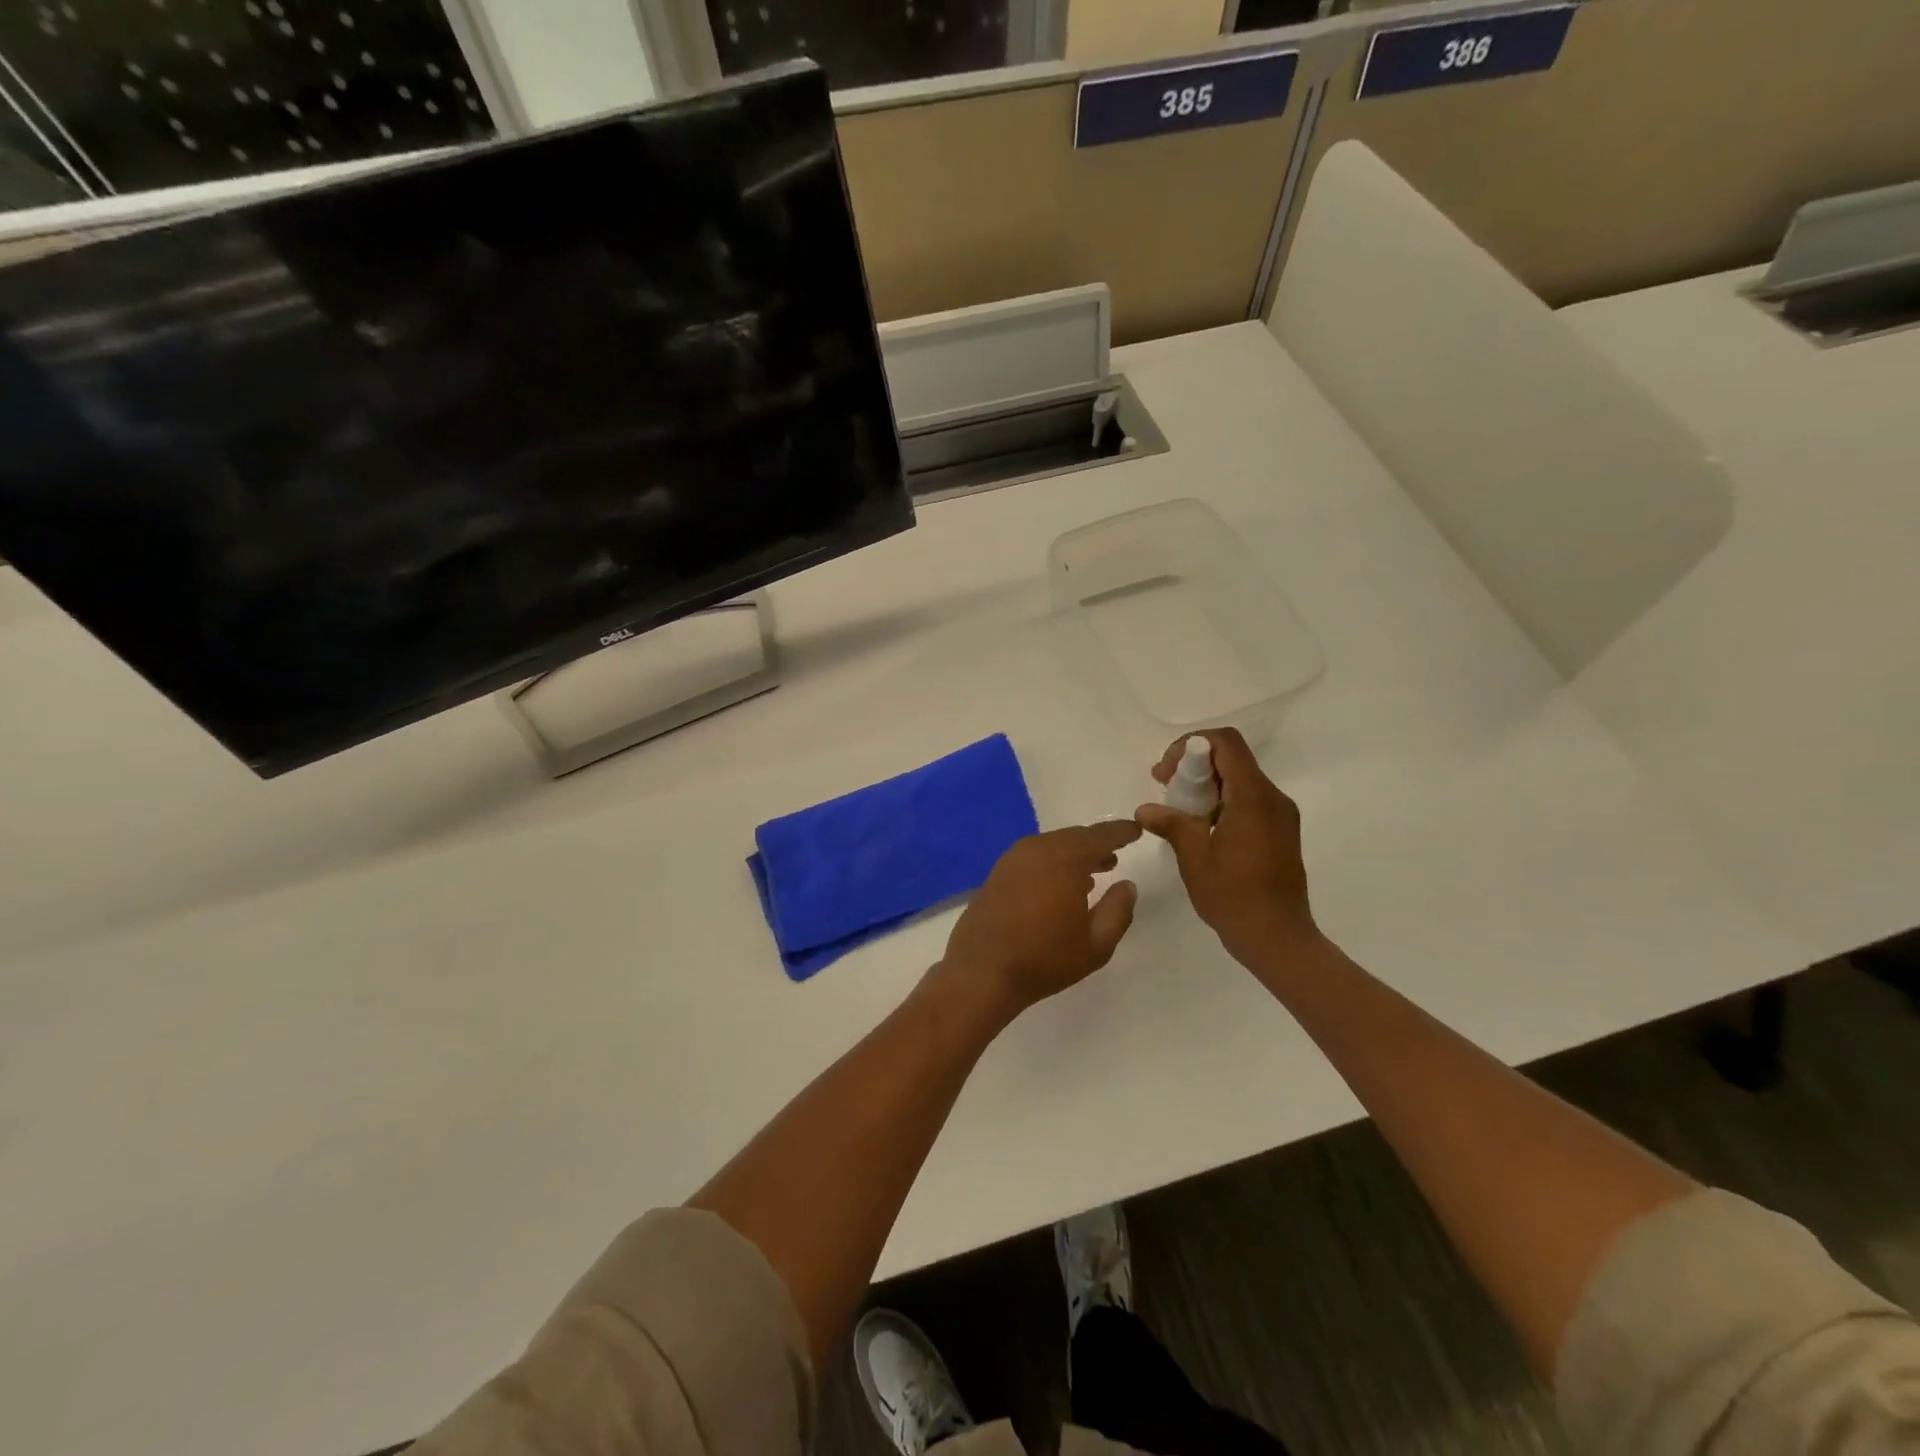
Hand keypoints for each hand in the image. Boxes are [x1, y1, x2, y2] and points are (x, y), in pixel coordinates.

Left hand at [939, 822, 1142, 1015]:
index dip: (1121, 832)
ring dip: (1074, 854)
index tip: (1136, 830)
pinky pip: (1034, 856)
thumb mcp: (1096, 944)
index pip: (1101, 836)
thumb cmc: (1044, 959)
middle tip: (1115, 855)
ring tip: (1093, 872)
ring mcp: (1013, 858)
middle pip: (1075, 837)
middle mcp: (1039, 849)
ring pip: (1053, 845)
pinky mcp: (998, 872)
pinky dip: (1052, 862)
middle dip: (1097, 844)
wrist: (981, 970)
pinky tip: (1059, 884)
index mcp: (1066, 859)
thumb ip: (1118, 911)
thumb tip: (1127, 885)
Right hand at [1135, 728, 1320, 972]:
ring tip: (1178, 810)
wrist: (1278, 939)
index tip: (1167, 771)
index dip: (1191, 745)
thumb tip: (1145, 809)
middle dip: (1194, 764)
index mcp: (1253, 798)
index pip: (1226, 743)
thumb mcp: (1194, 859)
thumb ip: (1172, 824)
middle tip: (1165, 787)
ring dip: (1207, 784)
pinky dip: (1222, 800)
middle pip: (1232, 758)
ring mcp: (1280, 815)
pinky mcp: (1281, 831)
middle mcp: (1273, 798)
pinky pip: (1249, 799)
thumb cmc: (1234, 897)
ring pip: (1240, 779)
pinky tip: (1201, 827)